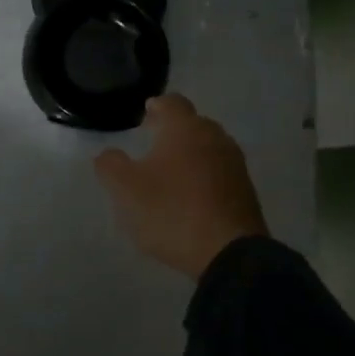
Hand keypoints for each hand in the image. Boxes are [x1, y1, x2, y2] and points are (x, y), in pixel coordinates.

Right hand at [94, 94, 268, 279]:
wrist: (229, 253)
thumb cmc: (171, 211)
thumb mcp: (126, 189)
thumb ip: (110, 165)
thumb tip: (108, 154)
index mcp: (185, 128)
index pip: (171, 102)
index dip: (156, 107)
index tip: (145, 116)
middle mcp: (214, 137)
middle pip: (193, 123)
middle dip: (173, 130)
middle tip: (154, 142)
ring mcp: (234, 164)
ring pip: (209, 147)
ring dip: (190, 154)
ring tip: (171, 171)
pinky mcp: (246, 191)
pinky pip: (220, 173)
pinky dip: (204, 176)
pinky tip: (192, 195)